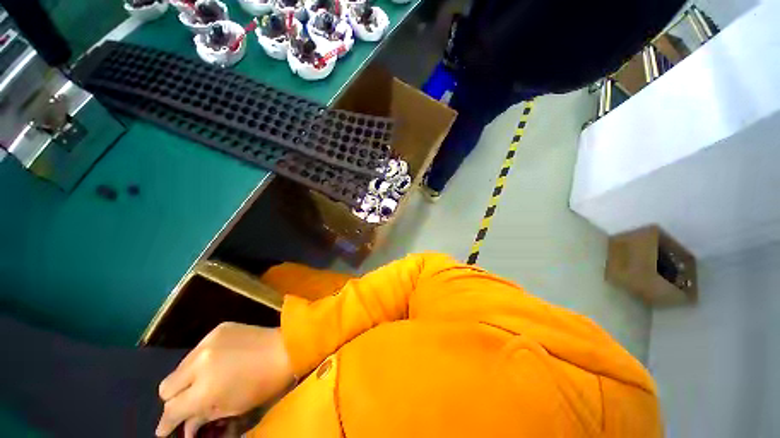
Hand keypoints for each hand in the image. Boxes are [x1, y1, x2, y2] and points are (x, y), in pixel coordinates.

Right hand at [156, 323, 293, 437]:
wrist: (286, 346)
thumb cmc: (264, 383)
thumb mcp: (233, 408)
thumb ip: (203, 417)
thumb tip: (185, 428)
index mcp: (204, 388)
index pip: (172, 409)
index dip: (166, 423)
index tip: (164, 430)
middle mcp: (200, 362)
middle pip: (166, 386)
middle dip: (173, 400)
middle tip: (186, 404)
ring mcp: (209, 341)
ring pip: (180, 366)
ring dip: (186, 379)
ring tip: (203, 382)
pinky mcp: (219, 328)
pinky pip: (198, 349)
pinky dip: (201, 360)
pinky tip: (216, 362)